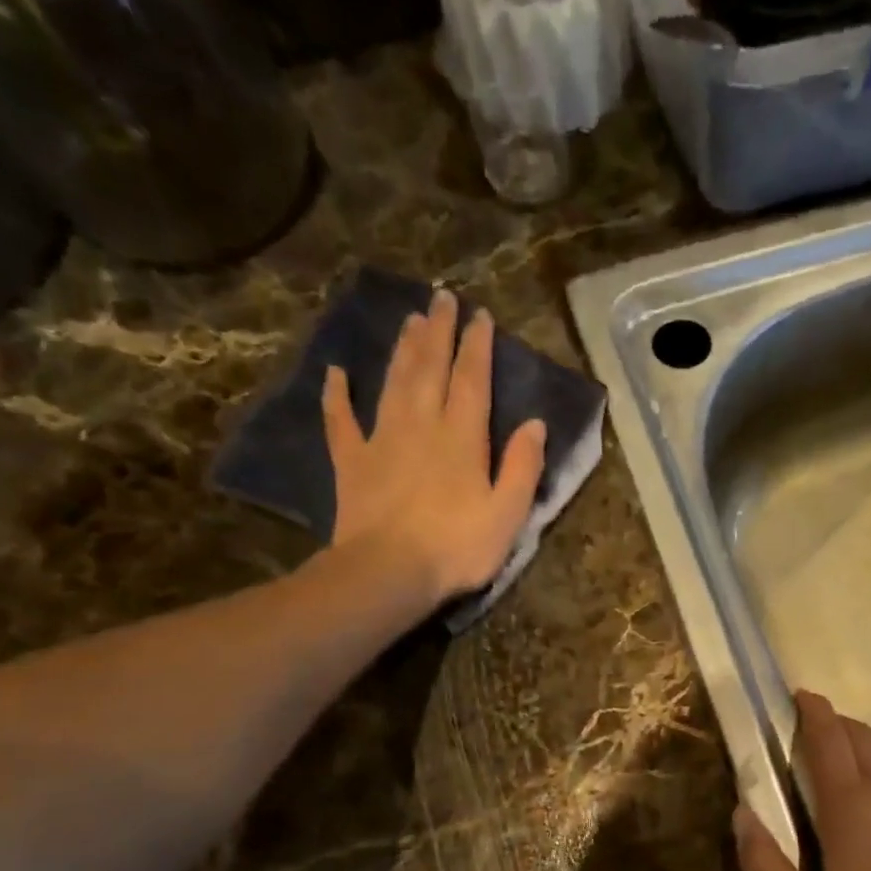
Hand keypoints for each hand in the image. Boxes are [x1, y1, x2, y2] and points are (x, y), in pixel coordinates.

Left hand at [321, 288, 546, 609]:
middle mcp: (422, 425)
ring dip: (402, 349)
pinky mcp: (352, 461)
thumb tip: (535, 423)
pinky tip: (336, 373)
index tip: (480, 316)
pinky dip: (336, 395)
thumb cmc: (457, 547)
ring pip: (393, 382)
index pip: (472, 380)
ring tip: (409, 319)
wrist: (388, 572)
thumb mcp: (508, 513)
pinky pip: (341, 420)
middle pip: (430, 368)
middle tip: (441, 298)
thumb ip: (523, 466)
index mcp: (463, 437)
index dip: (477, 347)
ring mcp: (382, 440)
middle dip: (438, 331)